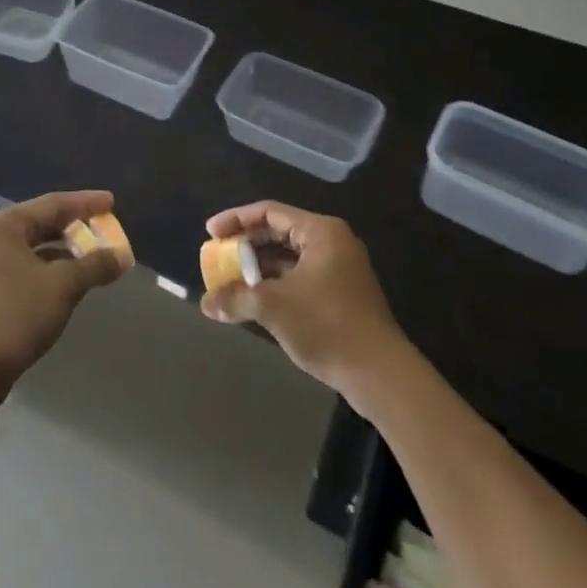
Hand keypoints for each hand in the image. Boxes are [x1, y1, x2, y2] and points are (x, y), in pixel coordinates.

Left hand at [0, 192, 129, 404]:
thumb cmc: (17, 313)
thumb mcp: (63, 285)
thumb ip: (95, 266)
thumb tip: (122, 257)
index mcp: (4, 224)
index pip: (53, 204)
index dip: (86, 203)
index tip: (112, 202)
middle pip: (42, 224)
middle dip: (76, 229)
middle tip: (105, 230)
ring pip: (34, 249)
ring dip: (65, 253)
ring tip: (94, 257)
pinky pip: (26, 269)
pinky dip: (50, 271)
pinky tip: (71, 282)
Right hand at [200, 201, 408, 398]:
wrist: (381, 375)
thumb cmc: (327, 326)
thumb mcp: (273, 307)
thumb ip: (236, 298)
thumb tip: (205, 304)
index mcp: (320, 231)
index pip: (269, 212)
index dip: (236, 220)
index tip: (210, 233)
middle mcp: (332, 242)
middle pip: (279, 233)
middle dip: (246, 245)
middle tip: (218, 255)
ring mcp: (339, 269)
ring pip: (289, 258)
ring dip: (259, 268)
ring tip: (231, 280)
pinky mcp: (341, 295)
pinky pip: (299, 278)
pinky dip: (276, 284)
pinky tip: (255, 301)